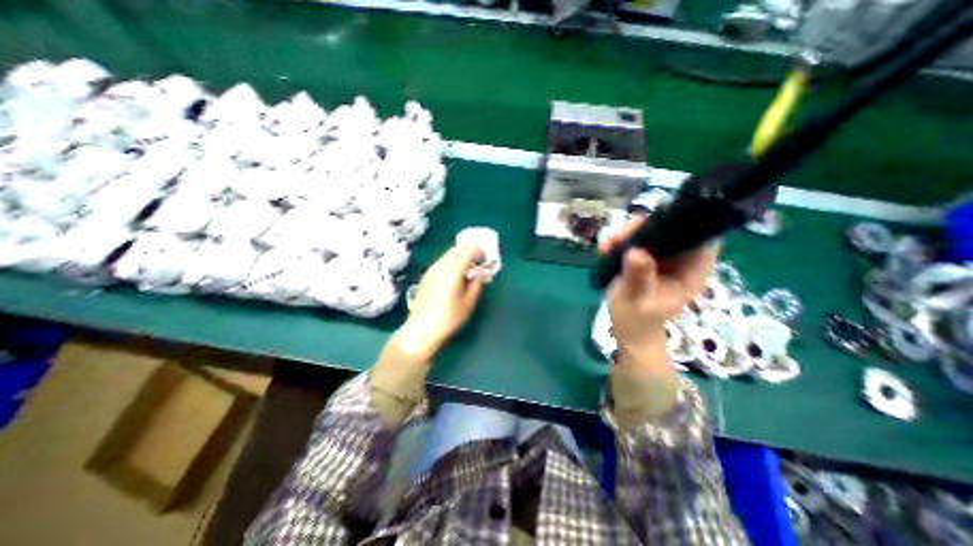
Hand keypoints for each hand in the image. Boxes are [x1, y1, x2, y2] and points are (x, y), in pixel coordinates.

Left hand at [396, 245, 485, 358]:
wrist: (421, 329)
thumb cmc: (449, 317)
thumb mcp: (469, 301)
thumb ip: (477, 283)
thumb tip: (483, 271)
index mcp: (453, 270)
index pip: (468, 251)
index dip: (479, 251)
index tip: (487, 257)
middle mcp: (441, 265)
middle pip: (457, 249)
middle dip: (469, 252)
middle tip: (479, 262)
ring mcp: (431, 270)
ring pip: (448, 255)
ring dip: (460, 258)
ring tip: (468, 271)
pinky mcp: (426, 276)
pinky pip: (442, 262)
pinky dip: (451, 263)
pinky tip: (455, 277)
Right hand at [597, 215, 716, 360]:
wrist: (629, 333)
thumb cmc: (638, 322)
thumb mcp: (637, 300)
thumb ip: (639, 277)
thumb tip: (635, 251)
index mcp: (689, 272)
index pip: (699, 238)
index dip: (680, 226)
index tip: (650, 226)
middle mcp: (679, 262)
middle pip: (669, 230)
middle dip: (643, 228)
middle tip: (618, 237)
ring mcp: (661, 261)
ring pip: (650, 234)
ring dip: (627, 235)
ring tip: (608, 245)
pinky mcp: (645, 261)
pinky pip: (635, 243)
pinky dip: (619, 242)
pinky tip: (605, 249)